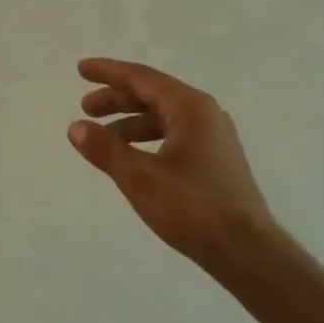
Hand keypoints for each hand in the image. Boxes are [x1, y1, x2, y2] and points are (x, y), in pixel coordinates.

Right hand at [68, 58, 281, 276]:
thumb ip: (106, 150)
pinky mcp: (214, 160)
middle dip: (117, 99)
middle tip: (85, 107)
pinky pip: (172, 135)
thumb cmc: (194, 209)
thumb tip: (76, 127)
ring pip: (162, 117)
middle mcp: (205, 114)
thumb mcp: (141, 178)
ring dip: (129, 123)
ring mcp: (213, 138)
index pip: (142, 78)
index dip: (108, 72)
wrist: (248, 253)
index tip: (81, 69)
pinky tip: (130, 157)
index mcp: (190, 108)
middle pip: (152, 94)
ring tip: (101, 138)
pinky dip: (146, 139)